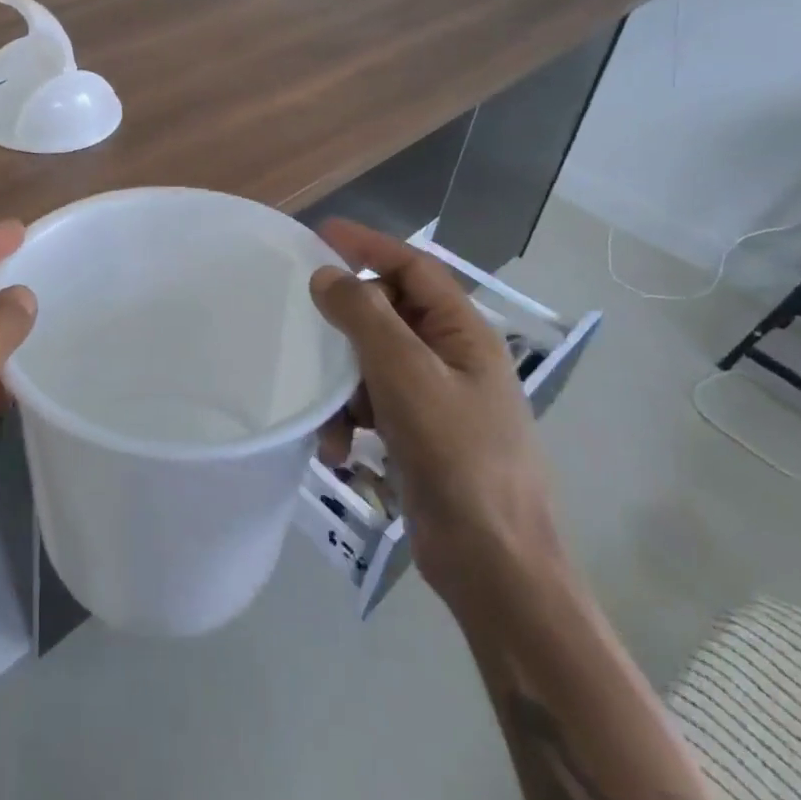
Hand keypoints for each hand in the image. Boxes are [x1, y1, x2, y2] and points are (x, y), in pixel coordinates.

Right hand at [309, 220, 562, 611]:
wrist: (493, 566)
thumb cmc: (458, 458)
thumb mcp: (406, 376)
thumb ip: (364, 317)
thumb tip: (327, 275)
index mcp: (464, 334)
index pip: (414, 269)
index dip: (370, 246)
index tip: (322, 234)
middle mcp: (452, 359)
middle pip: (390, 314)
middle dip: (348, 324)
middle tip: (307, 322)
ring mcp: (436, 400)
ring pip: (374, 363)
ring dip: (343, 384)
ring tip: (328, 416)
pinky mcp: (418, 436)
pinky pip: (373, 406)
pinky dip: (349, 420)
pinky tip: (337, 450)